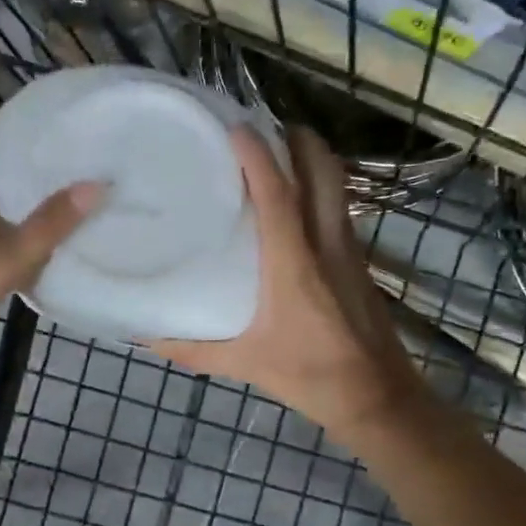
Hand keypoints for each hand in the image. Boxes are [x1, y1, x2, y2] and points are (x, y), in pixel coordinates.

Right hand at [149, 126, 424, 433]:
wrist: (378, 398)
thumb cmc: (310, 376)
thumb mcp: (246, 363)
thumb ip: (193, 350)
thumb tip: (146, 339)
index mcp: (294, 263)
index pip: (278, 194)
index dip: (258, 156)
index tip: (236, 127)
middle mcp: (326, 244)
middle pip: (322, 170)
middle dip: (298, 139)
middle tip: (264, 128)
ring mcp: (349, 250)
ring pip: (337, 186)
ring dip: (312, 160)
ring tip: (278, 154)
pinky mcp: (359, 263)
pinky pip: (339, 209)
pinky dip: (320, 190)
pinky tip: (297, 206)